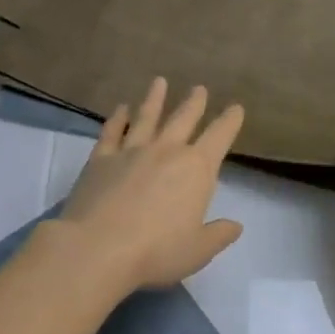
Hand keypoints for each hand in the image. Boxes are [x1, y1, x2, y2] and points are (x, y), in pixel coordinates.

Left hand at [56, 78, 245, 291]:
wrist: (98, 248)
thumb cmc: (157, 251)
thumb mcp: (198, 250)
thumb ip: (218, 235)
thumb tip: (235, 225)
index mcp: (196, 170)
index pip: (219, 137)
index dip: (230, 121)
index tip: (236, 107)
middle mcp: (166, 151)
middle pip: (183, 119)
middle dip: (194, 103)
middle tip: (199, 88)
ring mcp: (131, 151)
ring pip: (146, 117)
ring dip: (154, 99)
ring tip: (159, 82)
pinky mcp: (100, 159)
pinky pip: (111, 132)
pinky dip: (117, 118)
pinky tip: (120, 108)